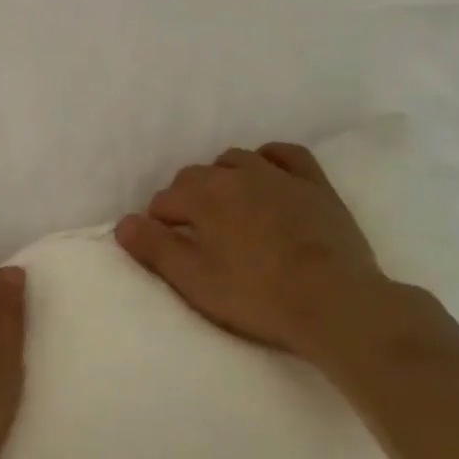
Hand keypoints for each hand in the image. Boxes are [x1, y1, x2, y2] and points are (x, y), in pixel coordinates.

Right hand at [115, 143, 391, 363]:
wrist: (335, 303)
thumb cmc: (257, 296)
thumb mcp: (194, 281)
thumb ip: (154, 248)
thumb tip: (123, 223)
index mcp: (202, 195)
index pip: (165, 200)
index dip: (160, 224)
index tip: (168, 248)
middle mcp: (235, 174)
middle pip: (196, 176)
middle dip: (187, 199)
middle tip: (196, 235)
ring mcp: (278, 175)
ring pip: (236, 161)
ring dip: (223, 178)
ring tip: (228, 208)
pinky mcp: (314, 184)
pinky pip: (285, 155)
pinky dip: (270, 160)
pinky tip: (268, 174)